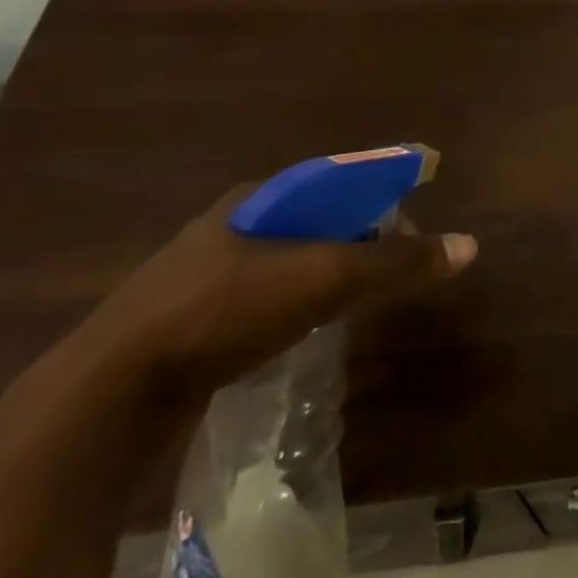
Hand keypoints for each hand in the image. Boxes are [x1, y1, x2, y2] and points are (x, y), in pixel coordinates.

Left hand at [73, 185, 477, 404]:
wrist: (107, 396)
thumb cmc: (225, 312)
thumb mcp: (326, 279)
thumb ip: (398, 264)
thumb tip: (470, 246)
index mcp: (258, 198)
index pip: (340, 181)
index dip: (382, 200)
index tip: (410, 233)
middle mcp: (230, 226)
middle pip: (316, 221)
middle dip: (358, 242)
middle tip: (389, 274)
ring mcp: (200, 275)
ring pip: (287, 262)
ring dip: (327, 277)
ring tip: (355, 303)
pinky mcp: (185, 321)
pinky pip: (260, 299)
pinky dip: (293, 306)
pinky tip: (301, 332)